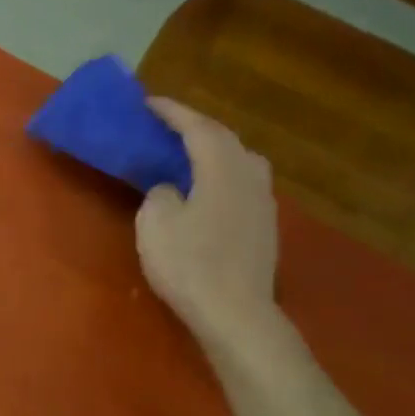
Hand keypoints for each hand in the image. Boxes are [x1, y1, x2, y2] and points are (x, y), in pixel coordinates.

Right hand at [136, 98, 279, 347]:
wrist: (235, 313)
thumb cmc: (190, 264)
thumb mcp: (156, 223)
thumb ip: (160, 193)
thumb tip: (172, 188)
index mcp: (223, 168)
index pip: (198, 127)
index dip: (173, 112)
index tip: (149, 102)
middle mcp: (250, 176)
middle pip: (225, 139)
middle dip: (195, 127)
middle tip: (167, 126)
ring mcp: (263, 202)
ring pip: (240, 161)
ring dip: (214, 150)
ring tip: (189, 154)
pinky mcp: (265, 227)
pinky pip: (242, 184)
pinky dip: (222, 174)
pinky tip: (207, 190)